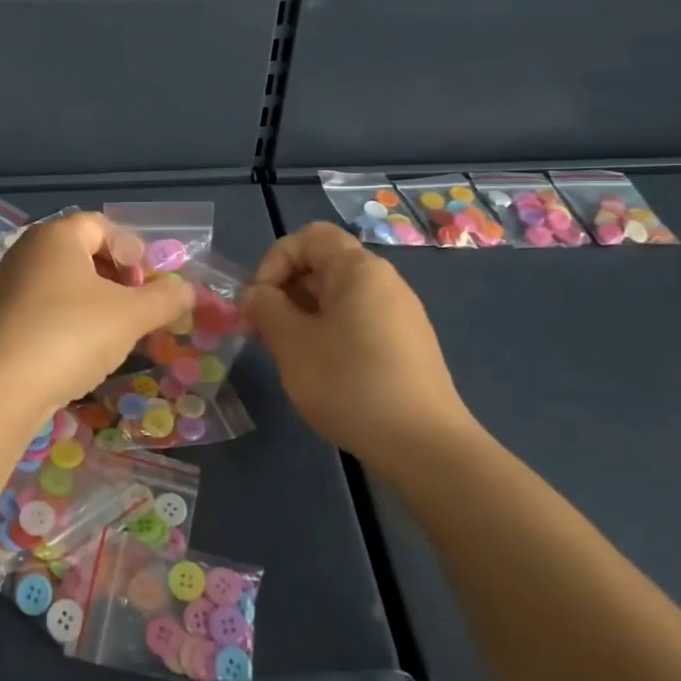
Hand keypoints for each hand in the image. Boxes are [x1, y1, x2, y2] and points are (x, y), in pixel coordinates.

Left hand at [0, 212, 191, 425]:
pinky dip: (68, 318)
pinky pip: (44, 305)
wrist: (0, 388)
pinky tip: (80, 349)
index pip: (102, 226)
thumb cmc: (71, 335)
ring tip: (113, 331)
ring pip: (63, 281)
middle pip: (82, 251)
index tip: (146, 285)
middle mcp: (28, 250)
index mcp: (57, 235)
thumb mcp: (130, 316)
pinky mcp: (0, 317)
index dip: (132, 250)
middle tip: (135, 307)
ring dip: (94, 301)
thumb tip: (189, 291)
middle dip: (116, 277)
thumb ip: (165, 299)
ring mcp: (9, 284)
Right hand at [244, 222, 480, 469]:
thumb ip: (266, 309)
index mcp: (358, 269)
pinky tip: (325, 371)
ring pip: (340, 296)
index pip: (309, 236)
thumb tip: (256, 294)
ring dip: (306, 314)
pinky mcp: (408, 344)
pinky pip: (359, 320)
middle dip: (287, 290)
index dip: (275, 260)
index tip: (260, 302)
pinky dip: (331, 332)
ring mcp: (401, 313)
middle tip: (267, 331)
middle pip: (325, 264)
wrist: (424, 444)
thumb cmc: (350, 383)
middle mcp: (384, 281)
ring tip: (291, 354)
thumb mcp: (292, 344)